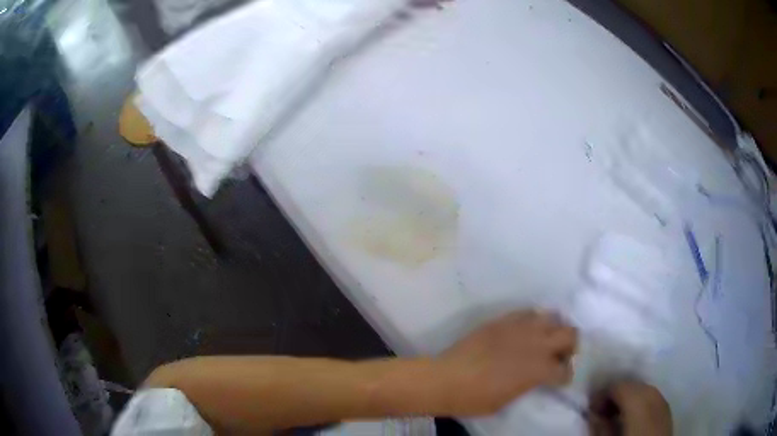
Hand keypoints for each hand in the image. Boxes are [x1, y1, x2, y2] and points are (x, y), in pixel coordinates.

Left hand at [436, 310, 577, 415]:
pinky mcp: (503, 320)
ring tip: (545, 340)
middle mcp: (536, 344)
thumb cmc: (475, 398)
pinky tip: (525, 331)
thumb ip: (529, 384)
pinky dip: (532, 320)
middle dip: (570, 346)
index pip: (565, 370)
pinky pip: (527, 312)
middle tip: (560, 355)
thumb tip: (535, 377)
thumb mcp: (508, 400)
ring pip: (552, 317)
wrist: (445, 379)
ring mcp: (520, 328)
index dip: (565, 376)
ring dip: (554, 329)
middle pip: (570, 334)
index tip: (560, 379)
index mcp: (538, 369)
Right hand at [590, 381, 671, 435]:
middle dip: (616, 395)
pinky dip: (641, 404)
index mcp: (639, 399)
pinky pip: (653, 399)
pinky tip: (632, 418)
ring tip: (616, 416)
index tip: (590, 408)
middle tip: (601, 411)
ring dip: (629, 399)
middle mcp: (655, 393)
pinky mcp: (668, 411)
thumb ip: (600, 425)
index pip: (618, 384)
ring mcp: (664, 401)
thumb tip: (594, 413)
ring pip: (645, 390)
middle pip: (633, 385)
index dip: (601, 394)